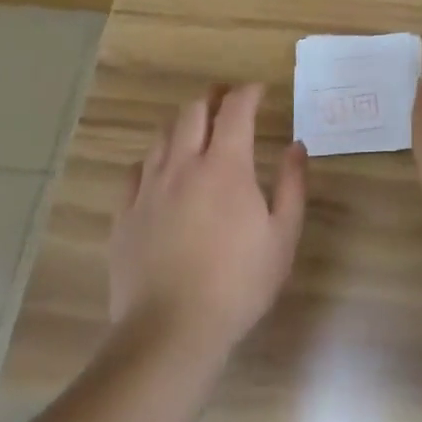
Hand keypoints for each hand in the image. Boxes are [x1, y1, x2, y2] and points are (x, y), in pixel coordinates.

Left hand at [110, 83, 307, 359]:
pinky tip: (160, 172)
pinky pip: (135, 171)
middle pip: (193, 111)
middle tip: (227, 100)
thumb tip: (296, 146)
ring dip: (183, 123)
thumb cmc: (237, 284)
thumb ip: (292, 185)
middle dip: (213, 97)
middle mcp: (184, 165)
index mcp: (226, 166)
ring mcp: (149, 188)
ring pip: (163, 135)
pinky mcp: (125, 213)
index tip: (259, 90)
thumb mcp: (282, 236)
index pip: (235, 109)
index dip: (248, 92)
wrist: (171, 331)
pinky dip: (153, 160)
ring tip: (195, 130)